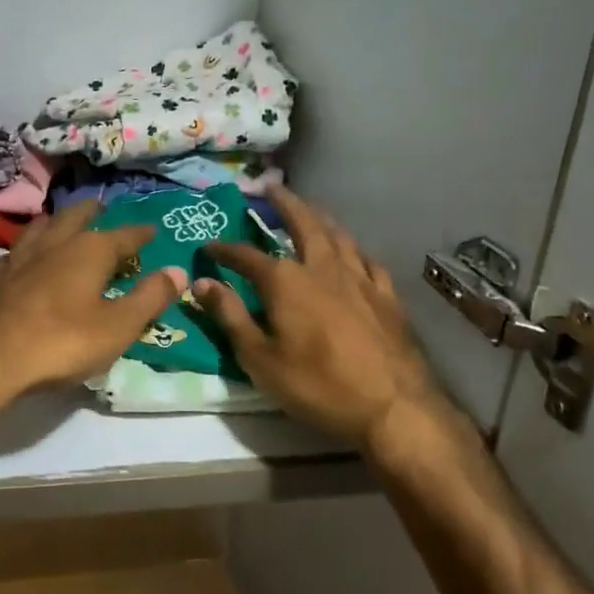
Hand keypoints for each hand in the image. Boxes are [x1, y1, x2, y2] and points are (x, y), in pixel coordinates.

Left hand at [0, 201, 187, 422]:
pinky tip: (18, 260)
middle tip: (101, 207)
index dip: (140, 233)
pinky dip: (21, 253)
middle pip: (75, 217)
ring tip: (60, 221)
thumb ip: (150, 297)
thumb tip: (179, 271)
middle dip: (91, 212)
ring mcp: (17, 258)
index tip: (152, 228)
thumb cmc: (62, 343)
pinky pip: (10, 255)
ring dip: (54, 222)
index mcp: (89, 251)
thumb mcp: (118, 327)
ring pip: (38, 229)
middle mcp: (53, 244)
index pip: (123, 235)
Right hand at [195, 186, 455, 449]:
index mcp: (286, 281)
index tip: (209, 246)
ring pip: (338, 235)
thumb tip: (201, 283)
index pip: (247, 255)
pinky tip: (353, 251)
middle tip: (272, 186)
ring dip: (320, 217)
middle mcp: (322, 267)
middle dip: (284, 203)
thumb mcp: (260, 358)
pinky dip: (354, 249)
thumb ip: (230, 316)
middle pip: (302, 223)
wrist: (392, 407)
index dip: (225, 249)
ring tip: (310, 208)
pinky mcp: (387, 296)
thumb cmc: (318, 385)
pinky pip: (368, 261)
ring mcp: (359, 279)